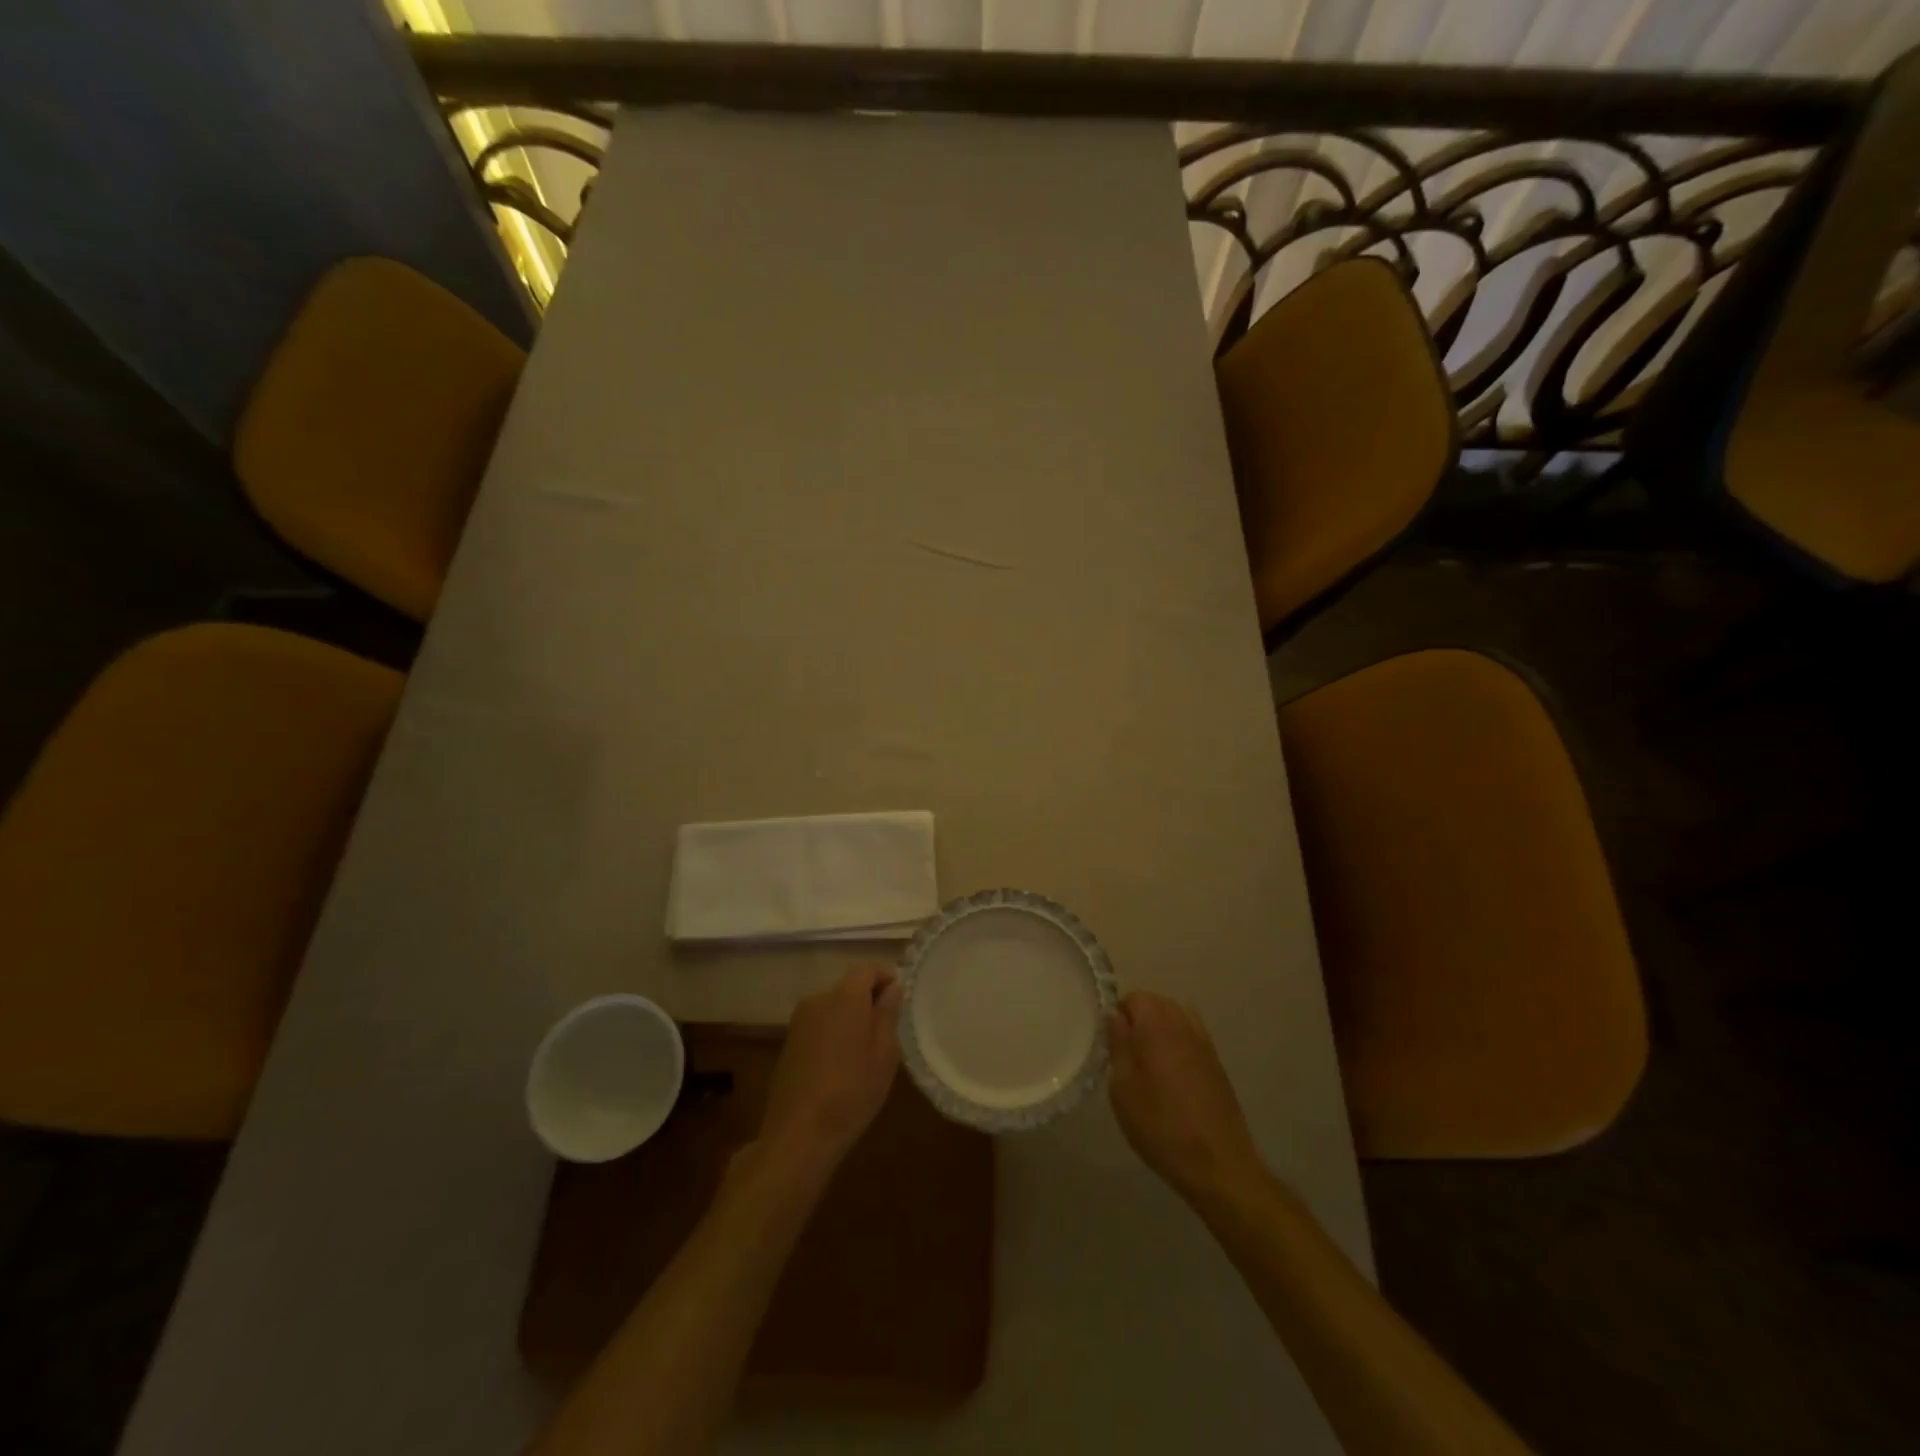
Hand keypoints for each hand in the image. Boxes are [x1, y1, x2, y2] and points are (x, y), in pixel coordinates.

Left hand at [759, 965, 902, 1174]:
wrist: (800, 1134)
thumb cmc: (852, 1092)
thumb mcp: (884, 1054)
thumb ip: (888, 1014)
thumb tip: (892, 988)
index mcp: (844, 997)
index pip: (867, 969)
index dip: (885, 977)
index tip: (900, 998)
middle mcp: (818, 999)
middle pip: (848, 986)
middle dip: (869, 998)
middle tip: (888, 1026)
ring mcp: (799, 1020)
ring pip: (833, 1005)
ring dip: (850, 1016)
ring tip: (866, 1047)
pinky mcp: (789, 1041)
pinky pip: (819, 1023)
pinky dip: (834, 1030)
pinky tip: (842, 1061)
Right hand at [1109, 992, 1266, 1205]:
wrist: (1218, 1165)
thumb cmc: (1161, 1126)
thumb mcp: (1123, 1088)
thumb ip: (1118, 1044)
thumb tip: (1114, 1014)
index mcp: (1157, 1027)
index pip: (1135, 998)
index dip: (1119, 1014)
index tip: (1110, 1041)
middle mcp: (1184, 1026)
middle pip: (1158, 1003)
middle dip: (1139, 1018)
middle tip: (1125, 1052)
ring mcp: (1205, 1044)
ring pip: (1177, 1017)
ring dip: (1160, 1028)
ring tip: (1147, 1061)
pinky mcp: (1217, 1064)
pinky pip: (1193, 1036)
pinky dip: (1178, 1042)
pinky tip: (1171, 1072)